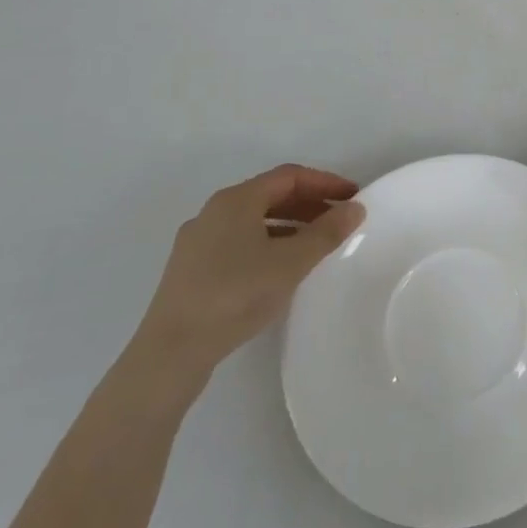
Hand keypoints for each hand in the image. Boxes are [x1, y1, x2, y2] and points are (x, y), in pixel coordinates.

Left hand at [131, 165, 364, 383]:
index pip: (289, 176)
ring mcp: (198, 240)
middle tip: (339, 220)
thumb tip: (355, 208)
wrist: (171, 352)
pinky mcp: (191, 269)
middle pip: (270, 195)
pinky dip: (268, 243)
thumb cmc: (235, 295)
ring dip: (290, 224)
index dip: (325, 183)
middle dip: (309, 203)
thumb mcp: (290, 263)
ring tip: (316, 244)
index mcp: (236, 200)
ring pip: (254, 220)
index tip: (353, 197)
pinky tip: (280, 268)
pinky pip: (239, 241)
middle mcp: (214, 211)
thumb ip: (326, 233)